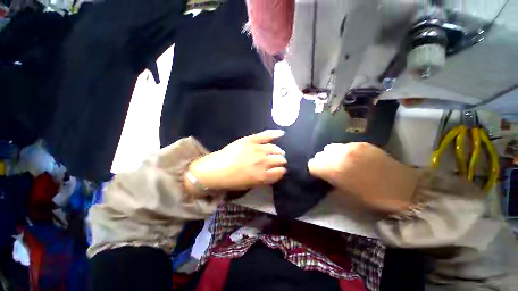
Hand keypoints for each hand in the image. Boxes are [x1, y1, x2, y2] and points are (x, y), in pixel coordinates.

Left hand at [188, 130, 286, 191]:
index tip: (280, 169)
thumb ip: (266, 179)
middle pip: (280, 159)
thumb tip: (277, 171)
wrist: (216, 169)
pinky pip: (266, 135)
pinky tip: (282, 134)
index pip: (280, 172)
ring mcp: (258, 149)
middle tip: (277, 161)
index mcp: (263, 176)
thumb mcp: (251, 185)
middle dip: (281, 161)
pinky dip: (275, 134)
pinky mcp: (251, 140)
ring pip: (276, 149)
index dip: (281, 170)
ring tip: (277, 152)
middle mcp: (263, 162)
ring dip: (278, 151)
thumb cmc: (233, 180)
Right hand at [308, 143, 417, 212]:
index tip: (320, 175)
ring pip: (330, 148)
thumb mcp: (345, 194)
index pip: (312, 164)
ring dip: (331, 155)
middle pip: (320, 154)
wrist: (402, 188)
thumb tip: (323, 174)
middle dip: (322, 162)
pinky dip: (343, 152)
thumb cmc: (371, 197)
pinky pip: (343, 146)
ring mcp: (351, 147)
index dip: (315, 170)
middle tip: (330, 169)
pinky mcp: (361, 143)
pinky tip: (352, 158)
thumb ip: (330, 180)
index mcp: (334, 170)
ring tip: (340, 162)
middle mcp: (340, 155)